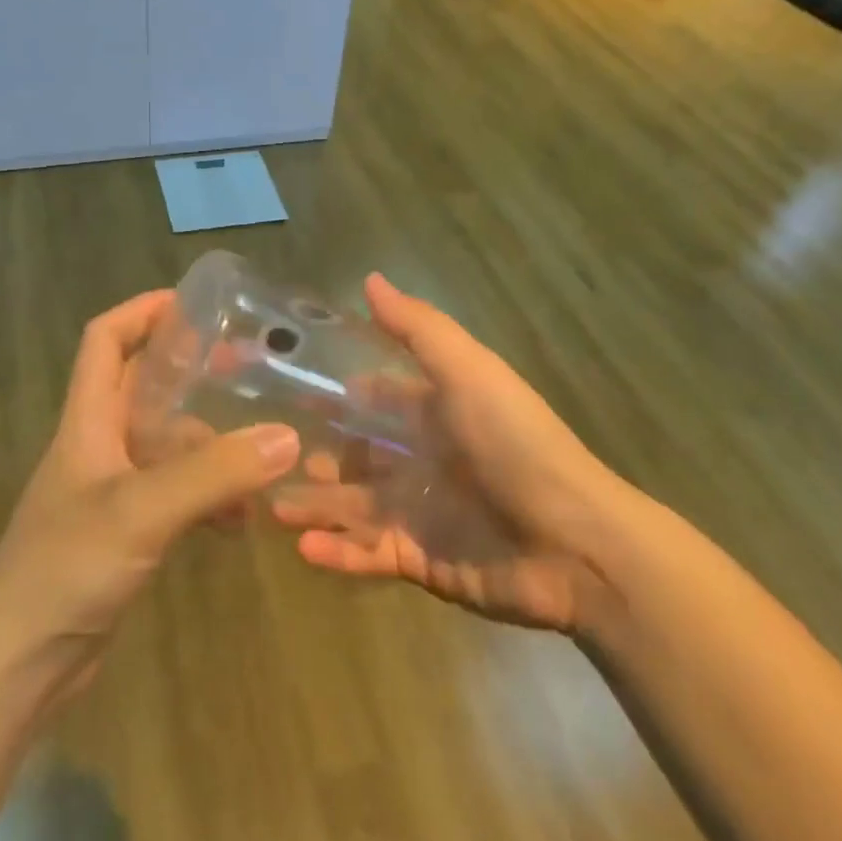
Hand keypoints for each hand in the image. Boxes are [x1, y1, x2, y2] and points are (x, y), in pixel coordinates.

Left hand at [0, 289, 299, 690]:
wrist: (18, 665)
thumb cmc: (67, 568)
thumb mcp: (142, 510)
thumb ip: (213, 473)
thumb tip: (286, 436)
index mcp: (88, 420)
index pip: (105, 340)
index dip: (142, 311)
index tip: (194, 303)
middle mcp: (99, 445)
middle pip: (145, 387)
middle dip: (193, 371)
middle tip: (249, 366)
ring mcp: (112, 490)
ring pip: (167, 444)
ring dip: (211, 443)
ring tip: (265, 446)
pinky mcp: (126, 532)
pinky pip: (176, 494)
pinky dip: (209, 496)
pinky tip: (242, 518)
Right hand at [272, 274, 630, 633]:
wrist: (576, 544)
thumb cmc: (515, 444)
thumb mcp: (468, 372)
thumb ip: (417, 329)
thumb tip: (369, 278)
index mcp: (434, 414)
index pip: (375, 400)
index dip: (336, 396)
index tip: (285, 391)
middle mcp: (423, 461)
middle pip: (356, 456)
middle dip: (315, 455)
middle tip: (265, 456)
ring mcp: (420, 514)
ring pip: (352, 507)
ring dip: (313, 506)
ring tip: (270, 507)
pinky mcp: (422, 562)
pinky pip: (369, 556)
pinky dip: (336, 554)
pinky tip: (302, 548)